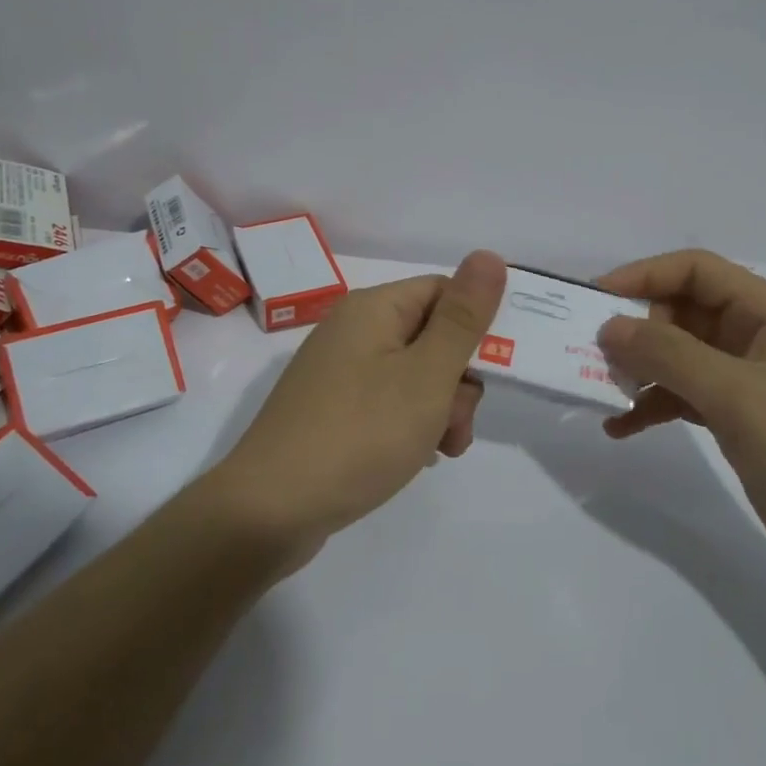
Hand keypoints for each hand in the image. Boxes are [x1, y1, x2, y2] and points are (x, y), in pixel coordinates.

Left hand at [205, 251, 506, 565]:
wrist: (268, 511)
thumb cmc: (359, 435)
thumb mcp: (426, 376)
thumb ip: (463, 318)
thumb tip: (488, 255)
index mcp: (374, 308)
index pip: (444, 292)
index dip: (476, 327)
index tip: (496, 372)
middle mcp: (353, 330)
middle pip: (430, 336)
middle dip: (458, 381)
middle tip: (457, 426)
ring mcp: (337, 371)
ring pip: (413, 375)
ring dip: (438, 409)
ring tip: (440, 451)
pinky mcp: (330, 409)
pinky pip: (386, 402)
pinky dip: (409, 425)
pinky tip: (414, 458)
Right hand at [596, 250, 765, 593]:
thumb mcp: (737, 396)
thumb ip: (669, 355)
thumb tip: (609, 326)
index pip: (696, 271)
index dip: (644, 275)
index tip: (595, 298)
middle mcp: (757, 337)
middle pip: (683, 311)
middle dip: (637, 328)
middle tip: (593, 354)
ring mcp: (749, 381)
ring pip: (680, 356)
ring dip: (641, 369)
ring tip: (602, 389)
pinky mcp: (740, 420)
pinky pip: (685, 397)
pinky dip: (653, 406)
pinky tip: (620, 427)